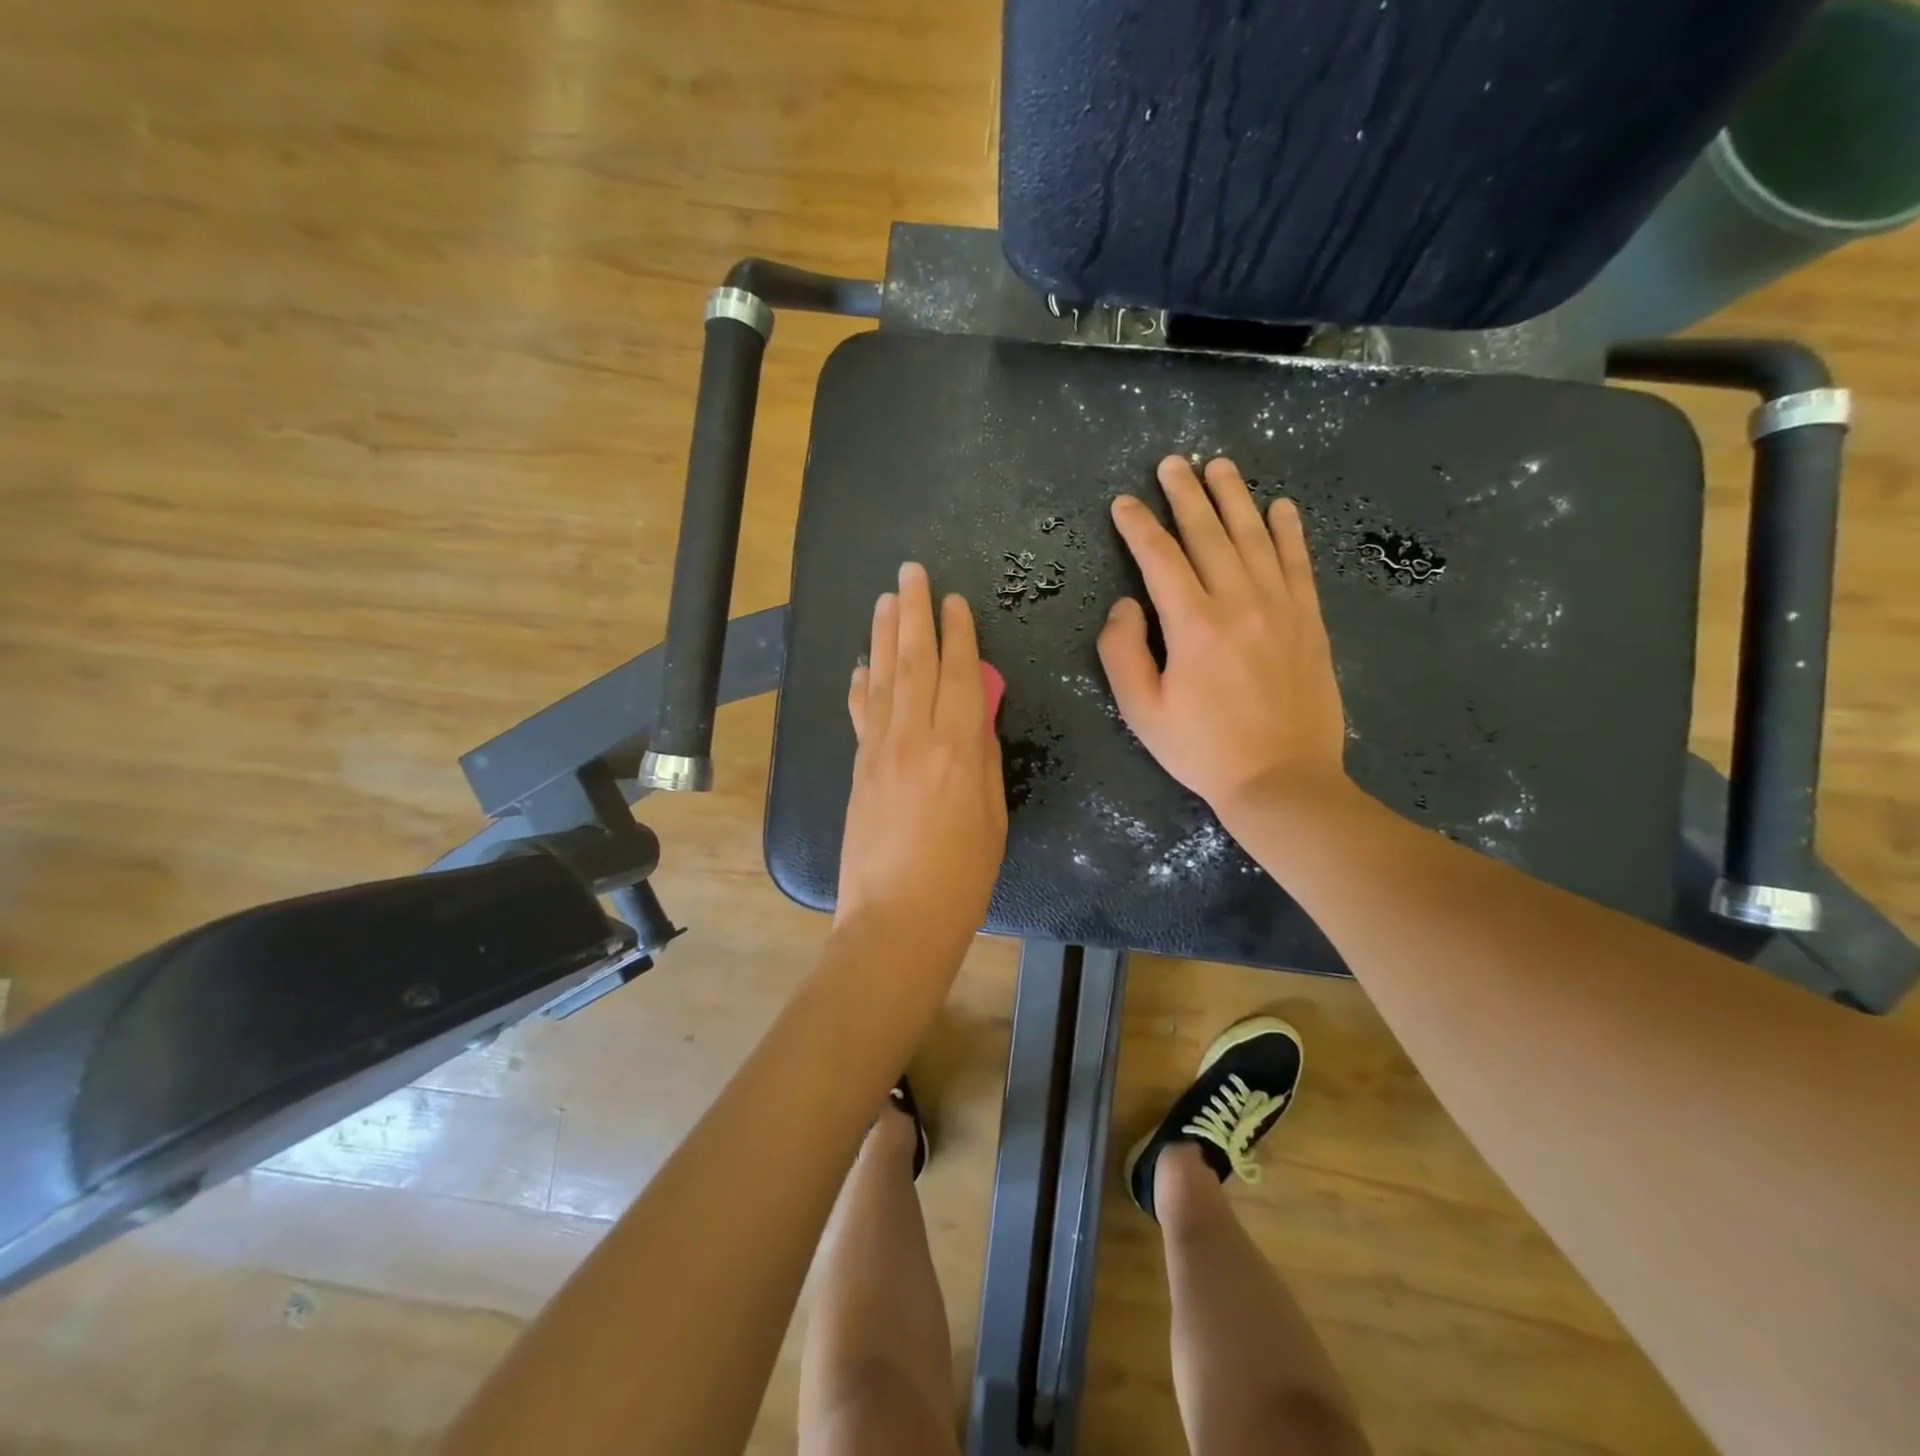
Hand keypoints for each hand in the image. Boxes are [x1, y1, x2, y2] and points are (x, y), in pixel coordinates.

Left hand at [838, 562, 1007, 955]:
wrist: (895, 920)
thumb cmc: (961, 878)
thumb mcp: (992, 818)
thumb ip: (984, 761)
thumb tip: (976, 720)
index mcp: (958, 750)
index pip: (959, 674)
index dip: (958, 634)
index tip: (954, 600)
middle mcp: (915, 738)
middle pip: (914, 662)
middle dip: (914, 613)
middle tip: (911, 573)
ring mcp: (879, 751)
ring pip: (882, 679)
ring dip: (883, 635)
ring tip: (885, 600)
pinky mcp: (857, 769)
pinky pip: (860, 714)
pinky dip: (861, 684)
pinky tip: (860, 664)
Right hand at [1098, 455, 1351, 824]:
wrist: (1282, 780)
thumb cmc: (1202, 749)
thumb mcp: (1141, 710)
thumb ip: (1122, 652)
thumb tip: (1126, 605)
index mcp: (1193, 625)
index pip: (1159, 559)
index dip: (1138, 527)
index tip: (1123, 503)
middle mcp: (1239, 602)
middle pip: (1208, 535)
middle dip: (1186, 495)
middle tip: (1172, 463)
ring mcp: (1281, 608)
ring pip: (1255, 538)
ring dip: (1235, 498)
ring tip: (1221, 467)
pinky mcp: (1309, 622)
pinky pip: (1298, 564)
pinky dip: (1289, 531)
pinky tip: (1280, 507)